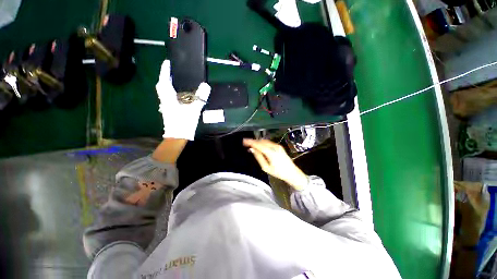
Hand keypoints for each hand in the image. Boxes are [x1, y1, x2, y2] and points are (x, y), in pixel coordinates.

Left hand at [155, 60, 210, 139]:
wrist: (178, 136)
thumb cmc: (184, 122)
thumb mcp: (193, 109)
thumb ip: (200, 98)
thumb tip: (206, 86)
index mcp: (169, 98)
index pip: (165, 81)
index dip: (165, 71)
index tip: (167, 62)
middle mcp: (165, 100)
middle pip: (162, 86)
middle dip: (165, 77)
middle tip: (171, 72)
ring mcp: (166, 106)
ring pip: (164, 92)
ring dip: (167, 84)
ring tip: (174, 81)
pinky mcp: (168, 110)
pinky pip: (167, 97)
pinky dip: (170, 92)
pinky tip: (178, 94)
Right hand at [243, 139, 308, 190]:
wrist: (292, 172)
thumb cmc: (278, 172)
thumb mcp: (266, 167)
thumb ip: (259, 157)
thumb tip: (252, 150)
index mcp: (271, 152)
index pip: (258, 145)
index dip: (250, 142)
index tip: (244, 141)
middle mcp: (274, 147)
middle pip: (261, 141)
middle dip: (253, 141)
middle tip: (246, 143)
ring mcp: (278, 146)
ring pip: (265, 141)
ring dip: (258, 142)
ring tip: (251, 145)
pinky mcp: (279, 146)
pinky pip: (269, 142)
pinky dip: (263, 143)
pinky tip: (259, 146)